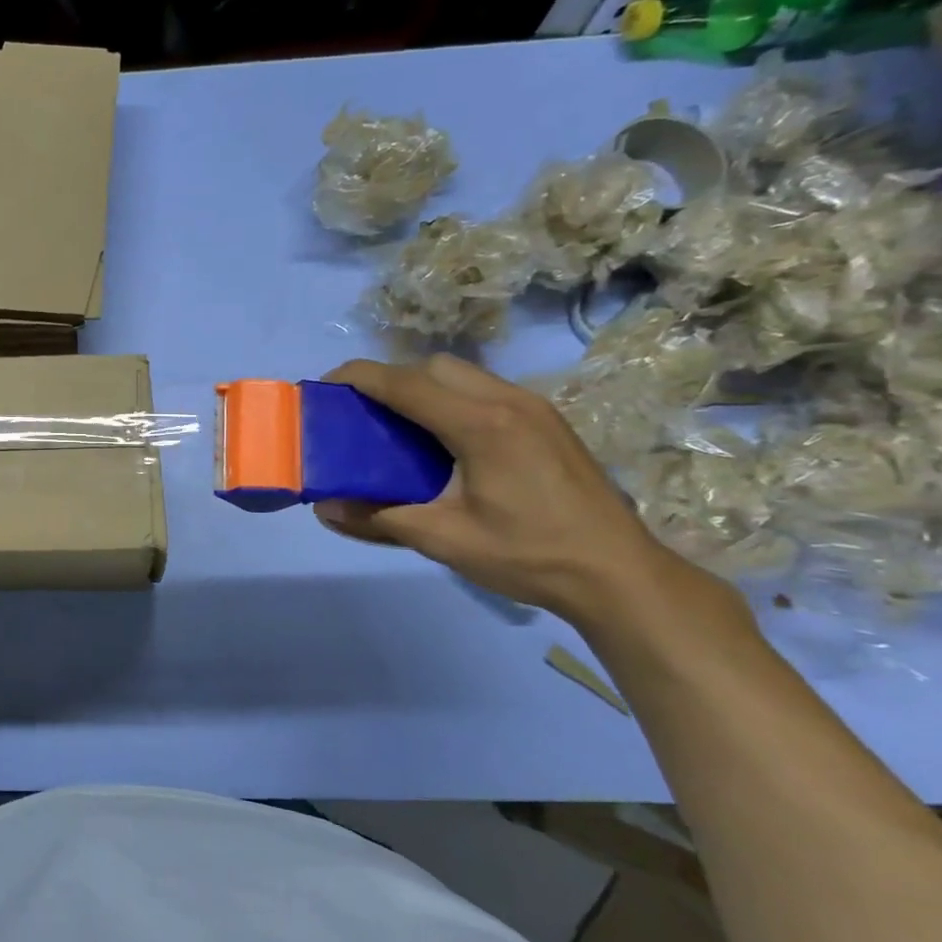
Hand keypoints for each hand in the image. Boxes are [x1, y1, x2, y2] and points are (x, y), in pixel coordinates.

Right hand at [312, 354, 696, 621]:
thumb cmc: (529, 555)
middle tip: (360, 413)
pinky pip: (483, 390)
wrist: (619, 575)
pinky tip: (442, 439)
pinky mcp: (546, 421)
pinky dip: (449, 398)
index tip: (324, 386)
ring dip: (421, 387)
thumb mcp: (444, 540)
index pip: (405, 383)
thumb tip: (323, 508)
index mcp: (481, 424)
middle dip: (389, 379)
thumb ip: (379, 519)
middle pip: (433, 367)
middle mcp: (508, 401)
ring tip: (396, 425)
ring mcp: (533, 407)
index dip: (358, 378)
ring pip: (461, 374)